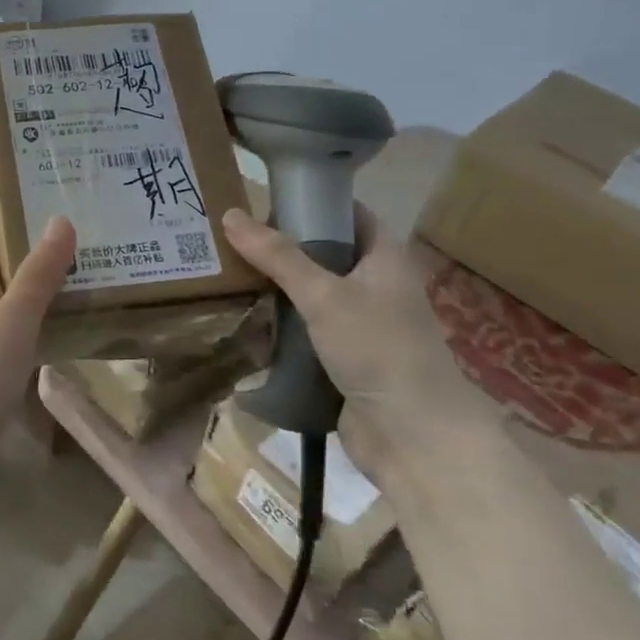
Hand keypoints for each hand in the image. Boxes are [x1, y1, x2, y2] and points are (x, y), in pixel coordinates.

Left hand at [0, 186, 76, 475]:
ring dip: (24, 270)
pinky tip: (54, 320)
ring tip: (67, 256)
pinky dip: (31, 311)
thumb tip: (61, 217)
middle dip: (8, 228)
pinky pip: (10, 326)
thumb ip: (37, 276)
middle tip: (53, 203)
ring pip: (0, 291)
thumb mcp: (10, 323)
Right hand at [220, 205, 495, 478]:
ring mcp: (359, 325)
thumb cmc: (378, 349)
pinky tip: (244, 325)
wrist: (412, 435)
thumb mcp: (324, 295)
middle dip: (280, 251)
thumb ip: (278, 257)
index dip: (311, 204)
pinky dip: (279, 329)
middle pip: (322, 256)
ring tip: (227, 280)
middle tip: (231, 243)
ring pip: (310, 297)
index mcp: (384, 258)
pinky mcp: (342, 359)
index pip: (347, 214)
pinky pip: (305, 333)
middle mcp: (374, 286)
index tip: (263, 204)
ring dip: (275, 293)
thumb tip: (231, 215)